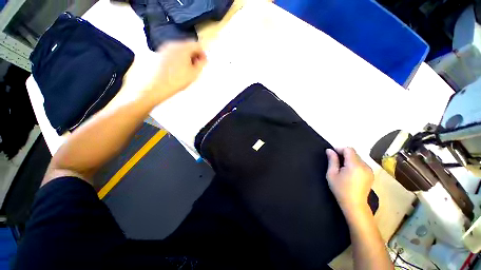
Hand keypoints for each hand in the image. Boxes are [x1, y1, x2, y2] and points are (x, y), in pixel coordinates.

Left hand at [120, 41, 206, 105]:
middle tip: (196, 67)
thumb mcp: (194, 74)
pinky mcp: (159, 54)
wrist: (155, 86)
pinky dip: (178, 58)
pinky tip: (177, 69)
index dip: (203, 53)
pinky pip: (172, 53)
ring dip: (186, 57)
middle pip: (188, 46)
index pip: (197, 45)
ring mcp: (164, 48)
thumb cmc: (177, 80)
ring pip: (180, 50)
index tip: (204, 63)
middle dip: (194, 55)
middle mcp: (173, 44)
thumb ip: (201, 64)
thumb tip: (204, 59)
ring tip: (187, 70)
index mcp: (183, 47)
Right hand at [326, 148, 373, 214]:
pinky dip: (354, 164)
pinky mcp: (371, 174)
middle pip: (354, 153)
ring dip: (349, 159)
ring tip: (342, 168)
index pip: (349, 149)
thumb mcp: (332, 174)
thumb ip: (332, 160)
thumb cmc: (340, 189)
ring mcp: (369, 170)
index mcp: (355, 165)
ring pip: (358, 158)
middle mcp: (365, 165)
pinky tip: (349, 172)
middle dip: (343, 154)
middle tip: (335, 162)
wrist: (354, 204)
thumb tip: (329, 150)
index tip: (332, 154)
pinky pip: (361, 164)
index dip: (339, 149)